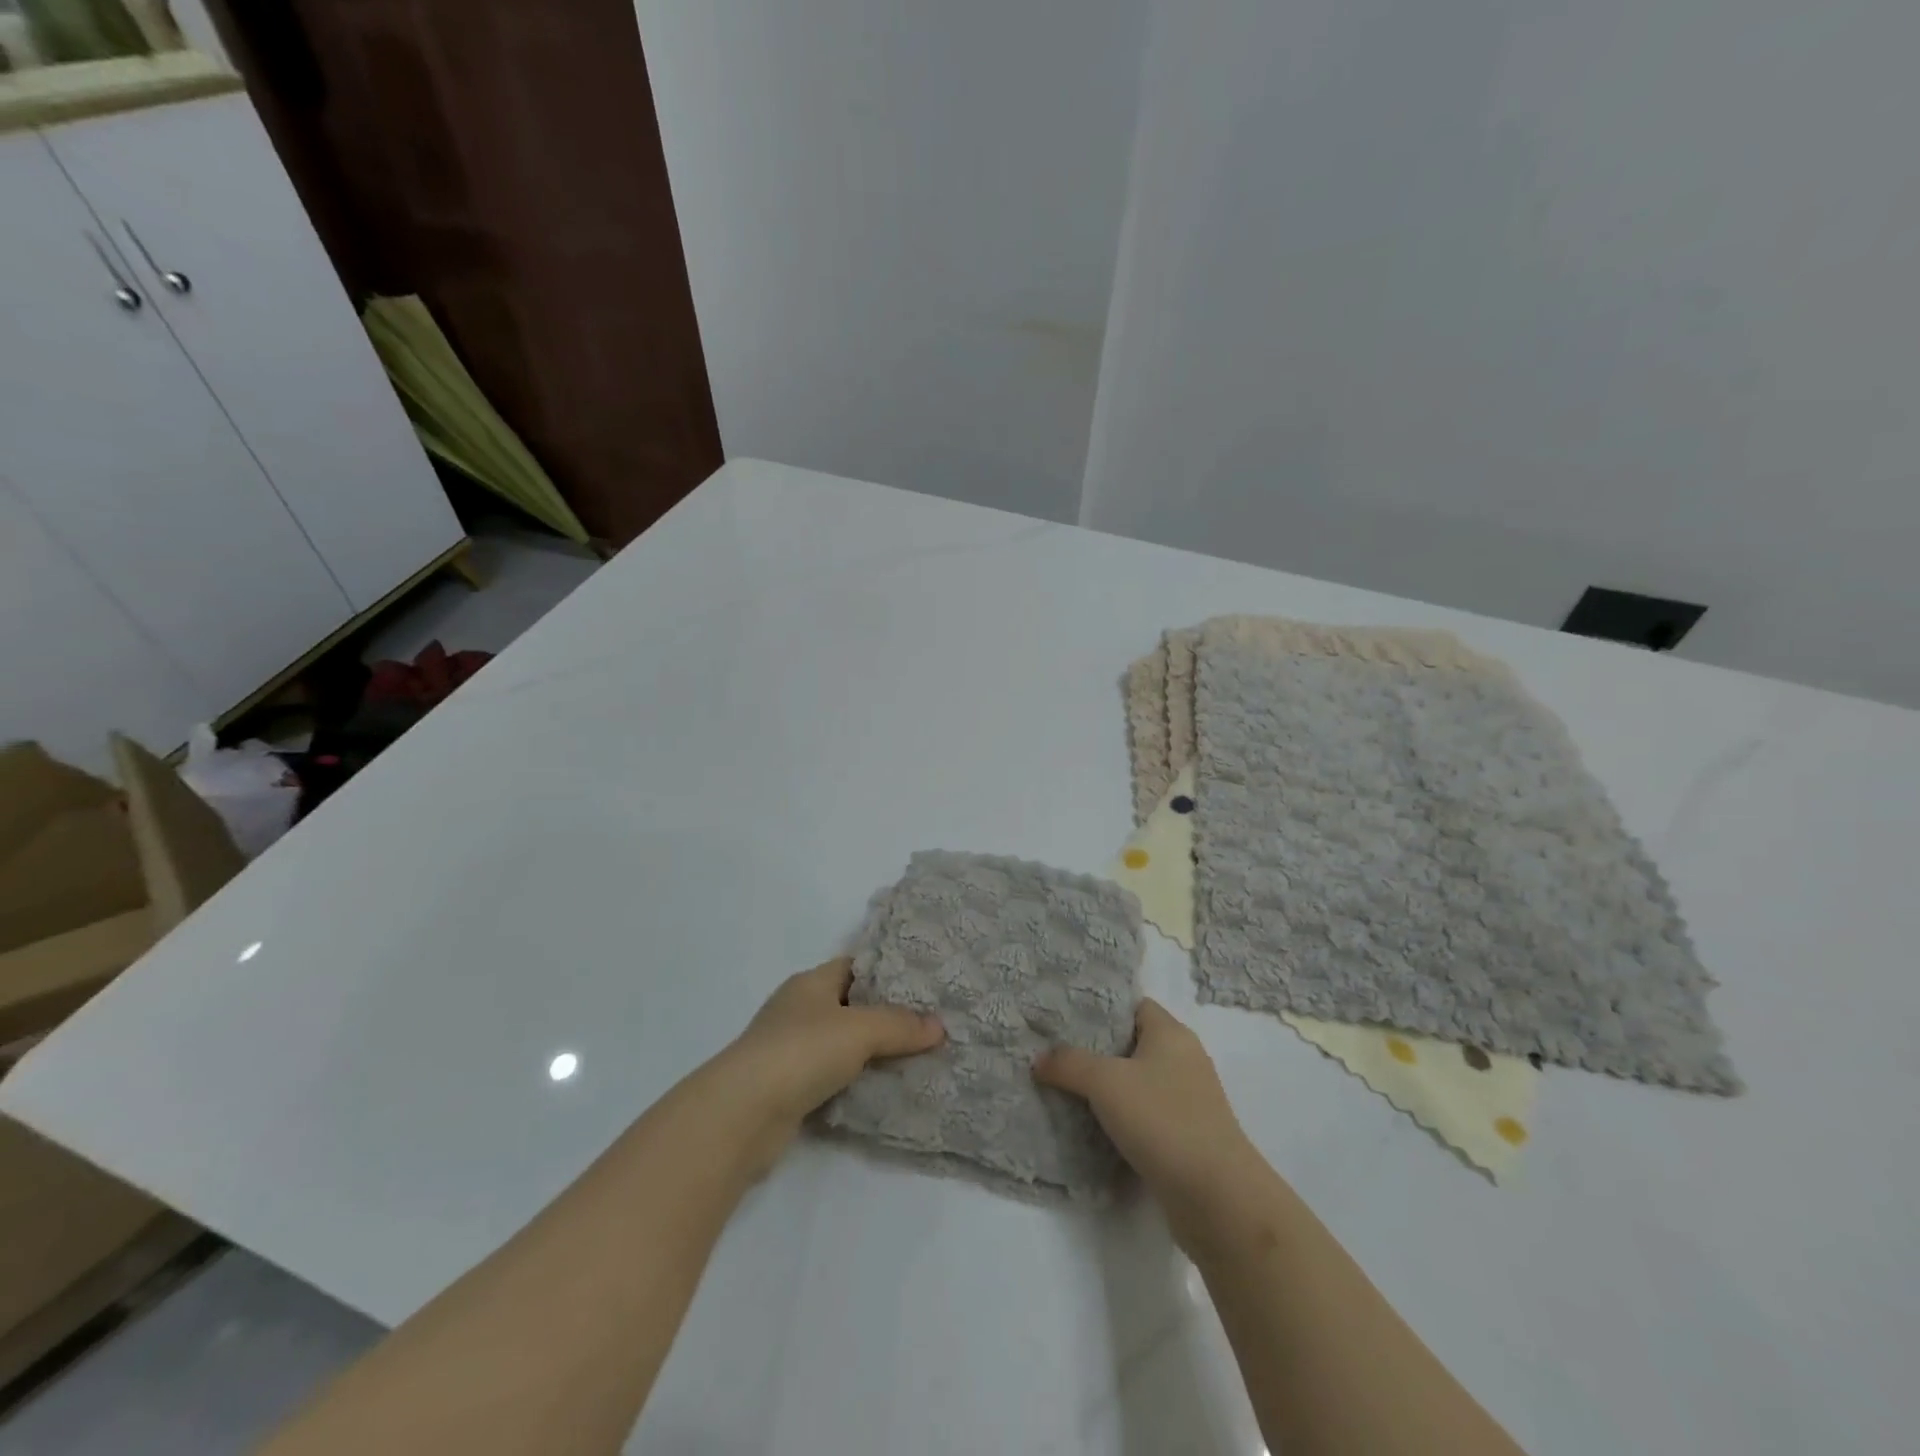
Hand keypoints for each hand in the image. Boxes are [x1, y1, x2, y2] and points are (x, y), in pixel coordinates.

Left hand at [713, 958, 944, 1171]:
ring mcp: (791, 1050)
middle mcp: (799, 1010)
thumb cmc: (801, 1052)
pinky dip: (857, 1081)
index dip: (888, 971)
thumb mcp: (860, 1030)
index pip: (855, 966)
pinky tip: (886, 1089)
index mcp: (810, 983)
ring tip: (918, 1056)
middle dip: (887, 1015)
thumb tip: (939, 1027)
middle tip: (931, 1022)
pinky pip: (834, 1077)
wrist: (743, 1114)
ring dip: (873, 1052)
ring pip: (843, 1044)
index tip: (924, 983)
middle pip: (851, 1005)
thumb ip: (900, 1025)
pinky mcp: (790, 1088)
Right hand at [1034, 999, 1260, 1223]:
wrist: (1217, 1199)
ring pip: (1137, 1082)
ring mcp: (1187, 1100)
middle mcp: (1183, 1060)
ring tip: (1065, 1088)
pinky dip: (1121, 1118)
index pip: (1133, 1006)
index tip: (1064, 1017)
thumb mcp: (1105, 1082)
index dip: (1100, 1008)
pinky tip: (1091, 1127)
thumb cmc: (1163, 1120)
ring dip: (1106, 1088)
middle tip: (1055, 1053)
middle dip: (1096, 1050)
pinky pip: (1145, 1115)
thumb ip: (1069, 1063)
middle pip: (1132, 1043)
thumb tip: (1038, 1059)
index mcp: (1171, 1034)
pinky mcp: (1186, 1136)